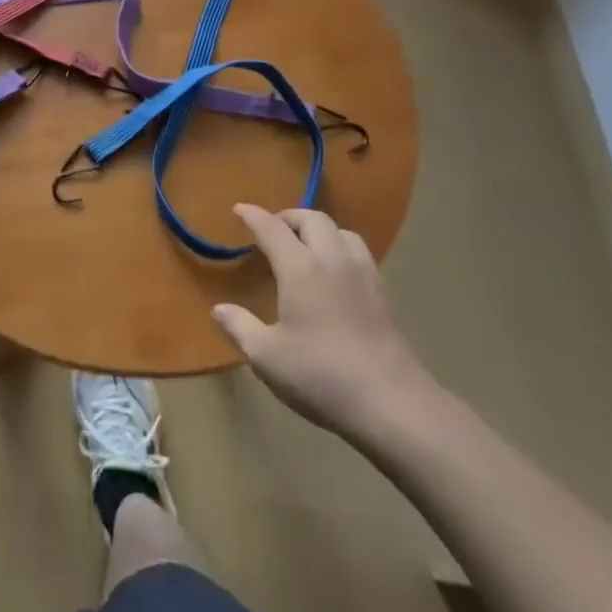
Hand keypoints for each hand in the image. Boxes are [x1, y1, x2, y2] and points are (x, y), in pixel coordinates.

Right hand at [212, 204, 436, 444]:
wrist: (393, 403)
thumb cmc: (321, 375)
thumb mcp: (267, 357)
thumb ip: (240, 327)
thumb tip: (218, 309)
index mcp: (301, 268)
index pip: (273, 228)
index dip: (253, 215)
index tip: (239, 209)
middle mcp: (333, 261)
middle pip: (313, 219)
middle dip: (289, 217)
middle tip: (273, 228)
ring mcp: (364, 276)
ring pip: (342, 232)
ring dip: (320, 229)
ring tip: (307, 245)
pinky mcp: (385, 296)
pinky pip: (360, 254)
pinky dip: (341, 249)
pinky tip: (337, 274)